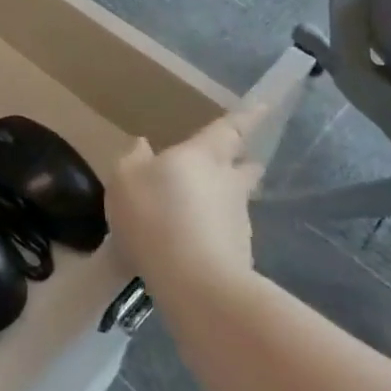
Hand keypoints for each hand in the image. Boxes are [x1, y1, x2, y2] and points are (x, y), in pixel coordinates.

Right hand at [107, 117, 259, 288]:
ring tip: (204, 207)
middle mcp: (228, 182)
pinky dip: (215, 232)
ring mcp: (238, 220)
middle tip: (240, 159)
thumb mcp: (125, 180)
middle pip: (243, 167)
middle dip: (243, 161)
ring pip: (236, 201)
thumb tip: (143, 145)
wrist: (195, 283)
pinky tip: (195, 243)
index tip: (265, 107)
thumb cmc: (155, 216)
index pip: (229, 129)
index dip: (247, 117)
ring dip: (225, 199)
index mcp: (202, 155)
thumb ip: (134, 159)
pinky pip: (226, 233)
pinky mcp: (240, 254)